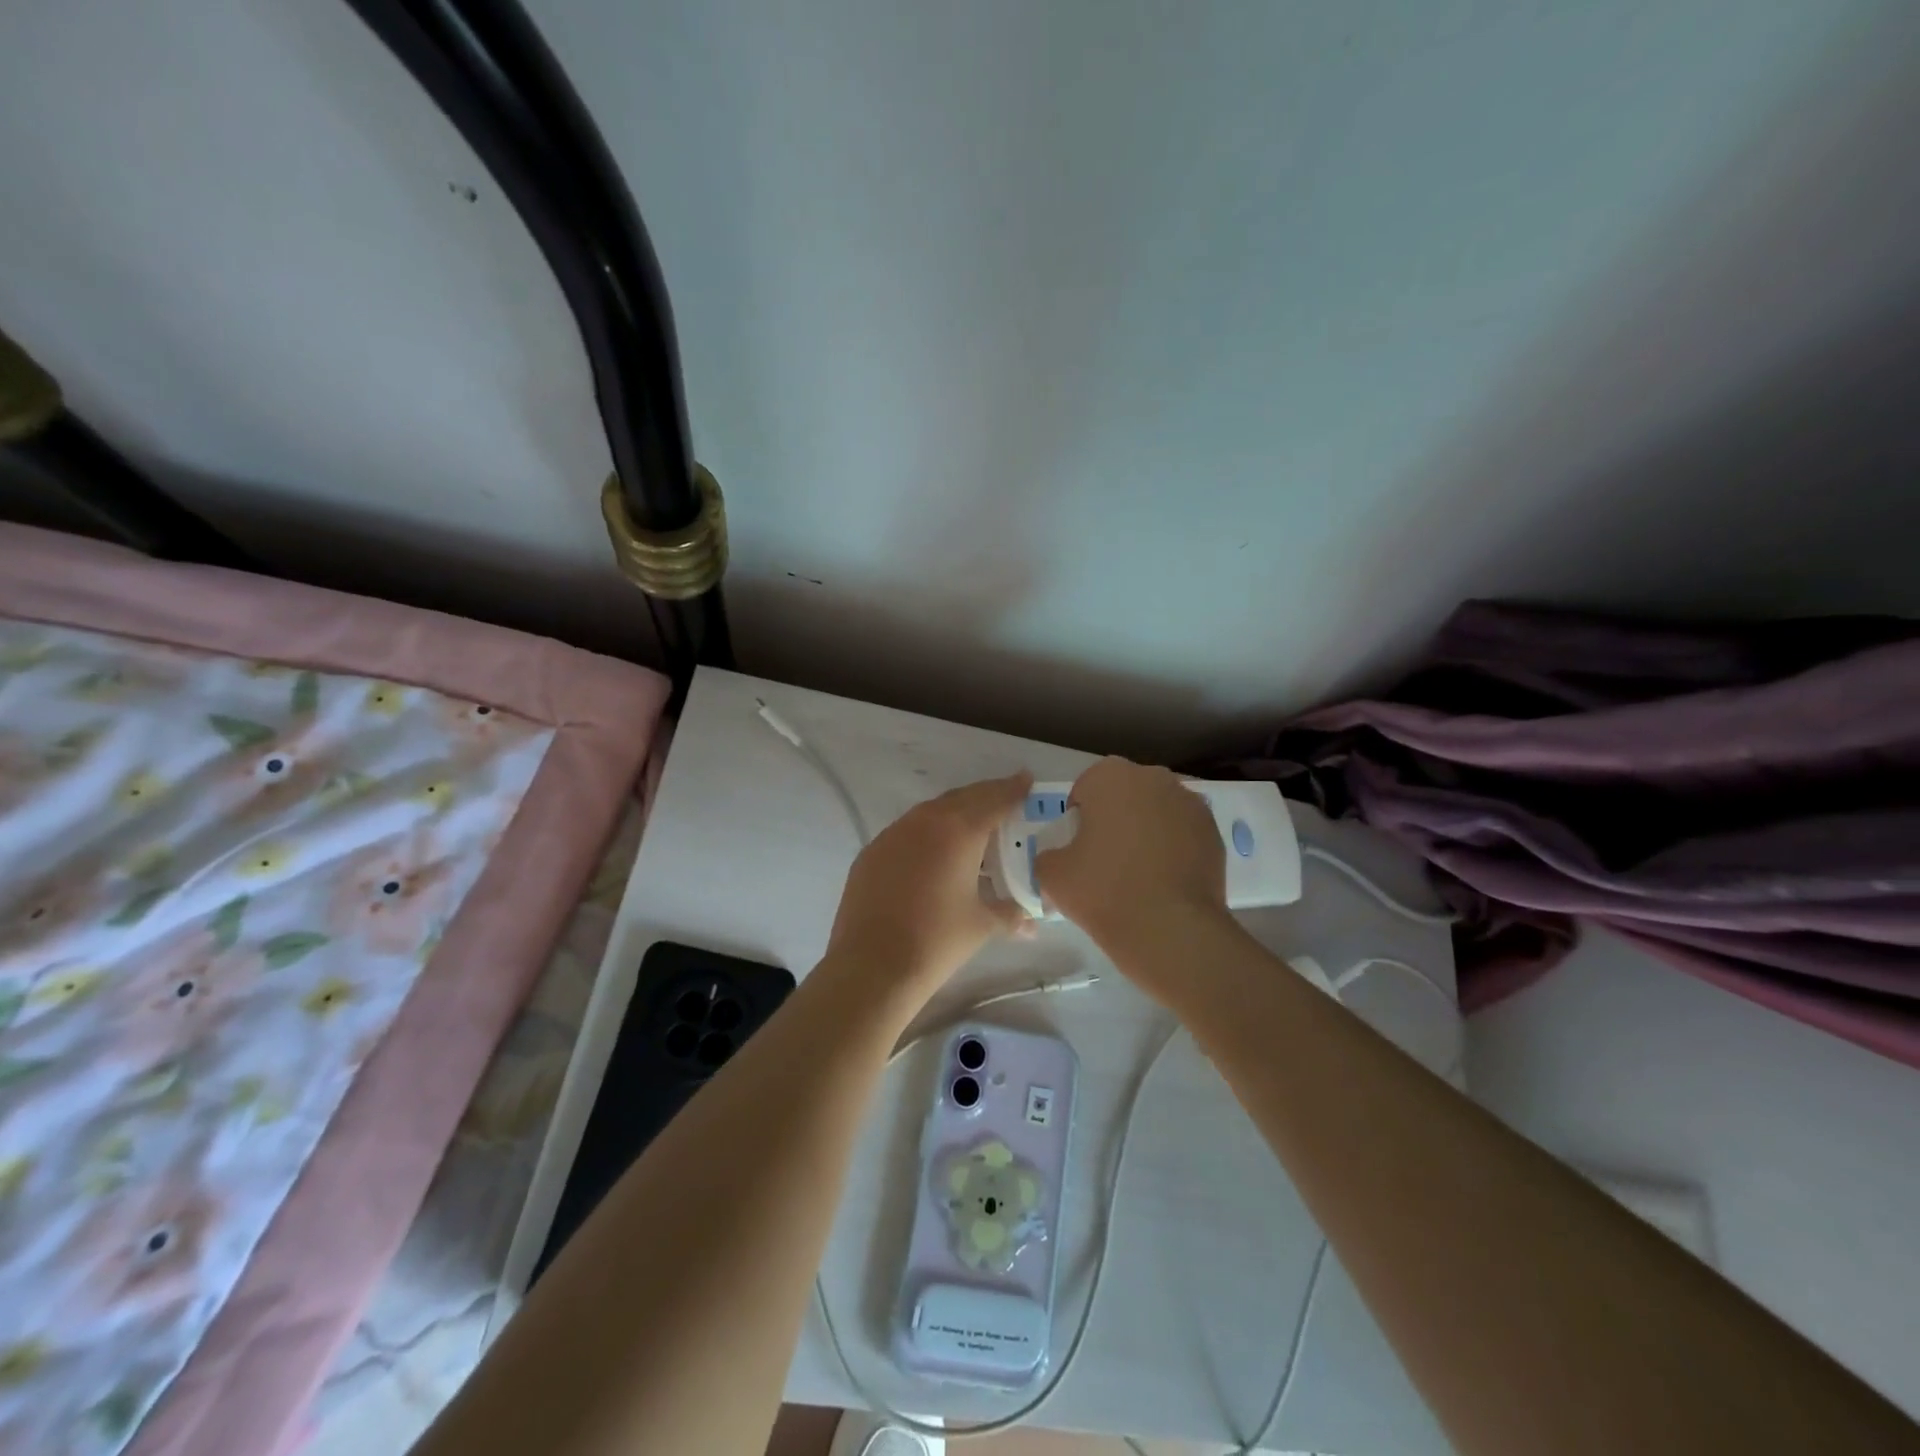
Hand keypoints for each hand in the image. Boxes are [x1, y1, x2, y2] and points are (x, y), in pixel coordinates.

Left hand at [823, 772, 1033, 1001]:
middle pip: (963, 798)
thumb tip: (1032, 922)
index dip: (1014, 789)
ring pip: (931, 812)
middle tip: (1006, 801)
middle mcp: (925, 821)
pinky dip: (926, 833)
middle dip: (986, 797)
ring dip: (955, 813)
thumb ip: (1011, 913)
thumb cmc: (937, 941)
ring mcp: (893, 834)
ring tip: (972, 828)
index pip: (994, 799)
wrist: (872, 966)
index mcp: (959, 830)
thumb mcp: (982, 925)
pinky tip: (933, 854)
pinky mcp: (872, 852)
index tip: (1027, 780)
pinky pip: (907, 831)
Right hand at [1035, 757, 1227, 971]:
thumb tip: (1059, 858)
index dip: (1078, 819)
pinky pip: (1183, 833)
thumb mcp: (1052, 874)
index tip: (1079, 849)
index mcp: (1110, 776)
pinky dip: (1174, 847)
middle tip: (1107, 859)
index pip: (1085, 789)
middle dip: (1116, 817)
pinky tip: (1165, 880)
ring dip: (1147, 830)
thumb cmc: (1104, 890)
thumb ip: (1048, 855)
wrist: (1170, 929)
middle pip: (1125, 794)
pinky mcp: (1214, 831)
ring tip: (1140, 872)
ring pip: (1157, 811)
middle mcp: (1153, 778)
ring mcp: (1189, 803)